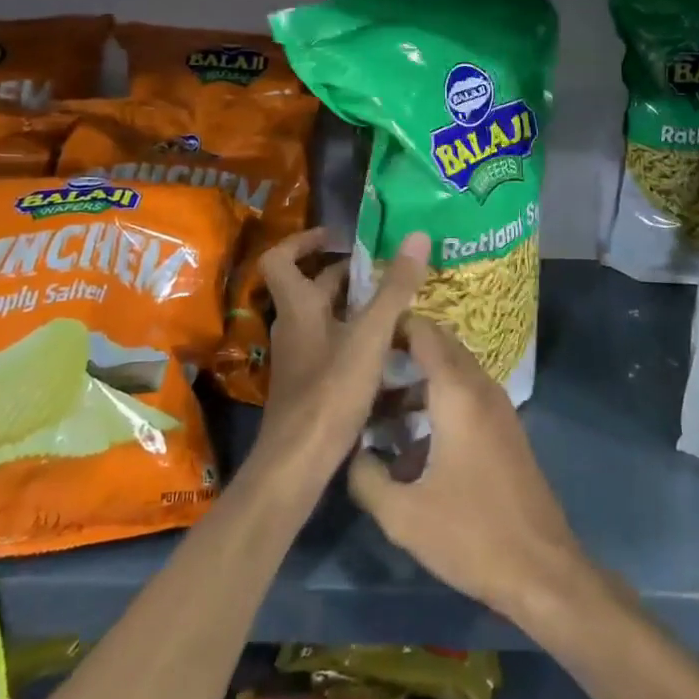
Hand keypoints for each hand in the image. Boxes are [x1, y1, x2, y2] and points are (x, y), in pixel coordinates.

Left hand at [254, 228, 430, 487]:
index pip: (280, 259)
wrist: (298, 463)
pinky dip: (357, 337)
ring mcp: (300, 357)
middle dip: (346, 275)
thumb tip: (417, 235)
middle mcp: (293, 327)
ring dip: (356, 306)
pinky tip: (388, 350)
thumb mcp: (370, 336)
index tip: (337, 237)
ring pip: (326, 318)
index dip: (303, 241)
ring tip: (397, 305)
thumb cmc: (330, 392)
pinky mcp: (311, 383)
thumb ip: (394, 288)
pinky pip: (333, 346)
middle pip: (312, 287)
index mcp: (298, 307)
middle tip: (387, 270)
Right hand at [348, 316, 588, 626]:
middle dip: (401, 353)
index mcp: (458, 393)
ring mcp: (498, 408)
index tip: (357, 338)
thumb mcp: (402, 514)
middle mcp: (481, 388)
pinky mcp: (505, 430)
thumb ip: (365, 476)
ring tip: (378, 415)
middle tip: (362, 374)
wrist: (541, 570)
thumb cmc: (470, 534)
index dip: (392, 326)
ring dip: (418, 384)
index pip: (424, 332)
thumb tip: (349, 452)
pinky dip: (438, 403)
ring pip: (453, 374)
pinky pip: (467, 397)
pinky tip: (411, 448)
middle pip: (440, 348)